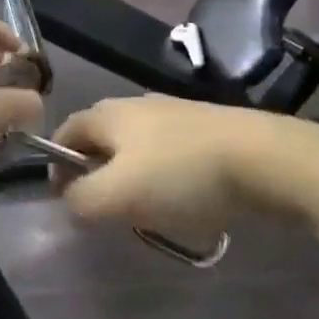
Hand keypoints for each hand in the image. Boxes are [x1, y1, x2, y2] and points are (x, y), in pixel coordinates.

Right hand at [52, 96, 318, 235]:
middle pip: (102, 139)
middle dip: (97, 174)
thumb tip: (70, 197)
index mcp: (110, 113)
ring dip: (132, 180)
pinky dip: (165, 179)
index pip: (67, 131)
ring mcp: (175, 114)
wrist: (262, 157)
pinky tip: (184, 203)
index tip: (64, 200)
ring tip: (146, 214)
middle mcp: (138, 105)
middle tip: (106, 212)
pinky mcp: (205, 130)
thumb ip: (82, 199)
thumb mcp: (120, 194)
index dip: (56, 164)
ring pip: (137, 149)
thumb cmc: (182, 174)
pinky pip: (170, 156)